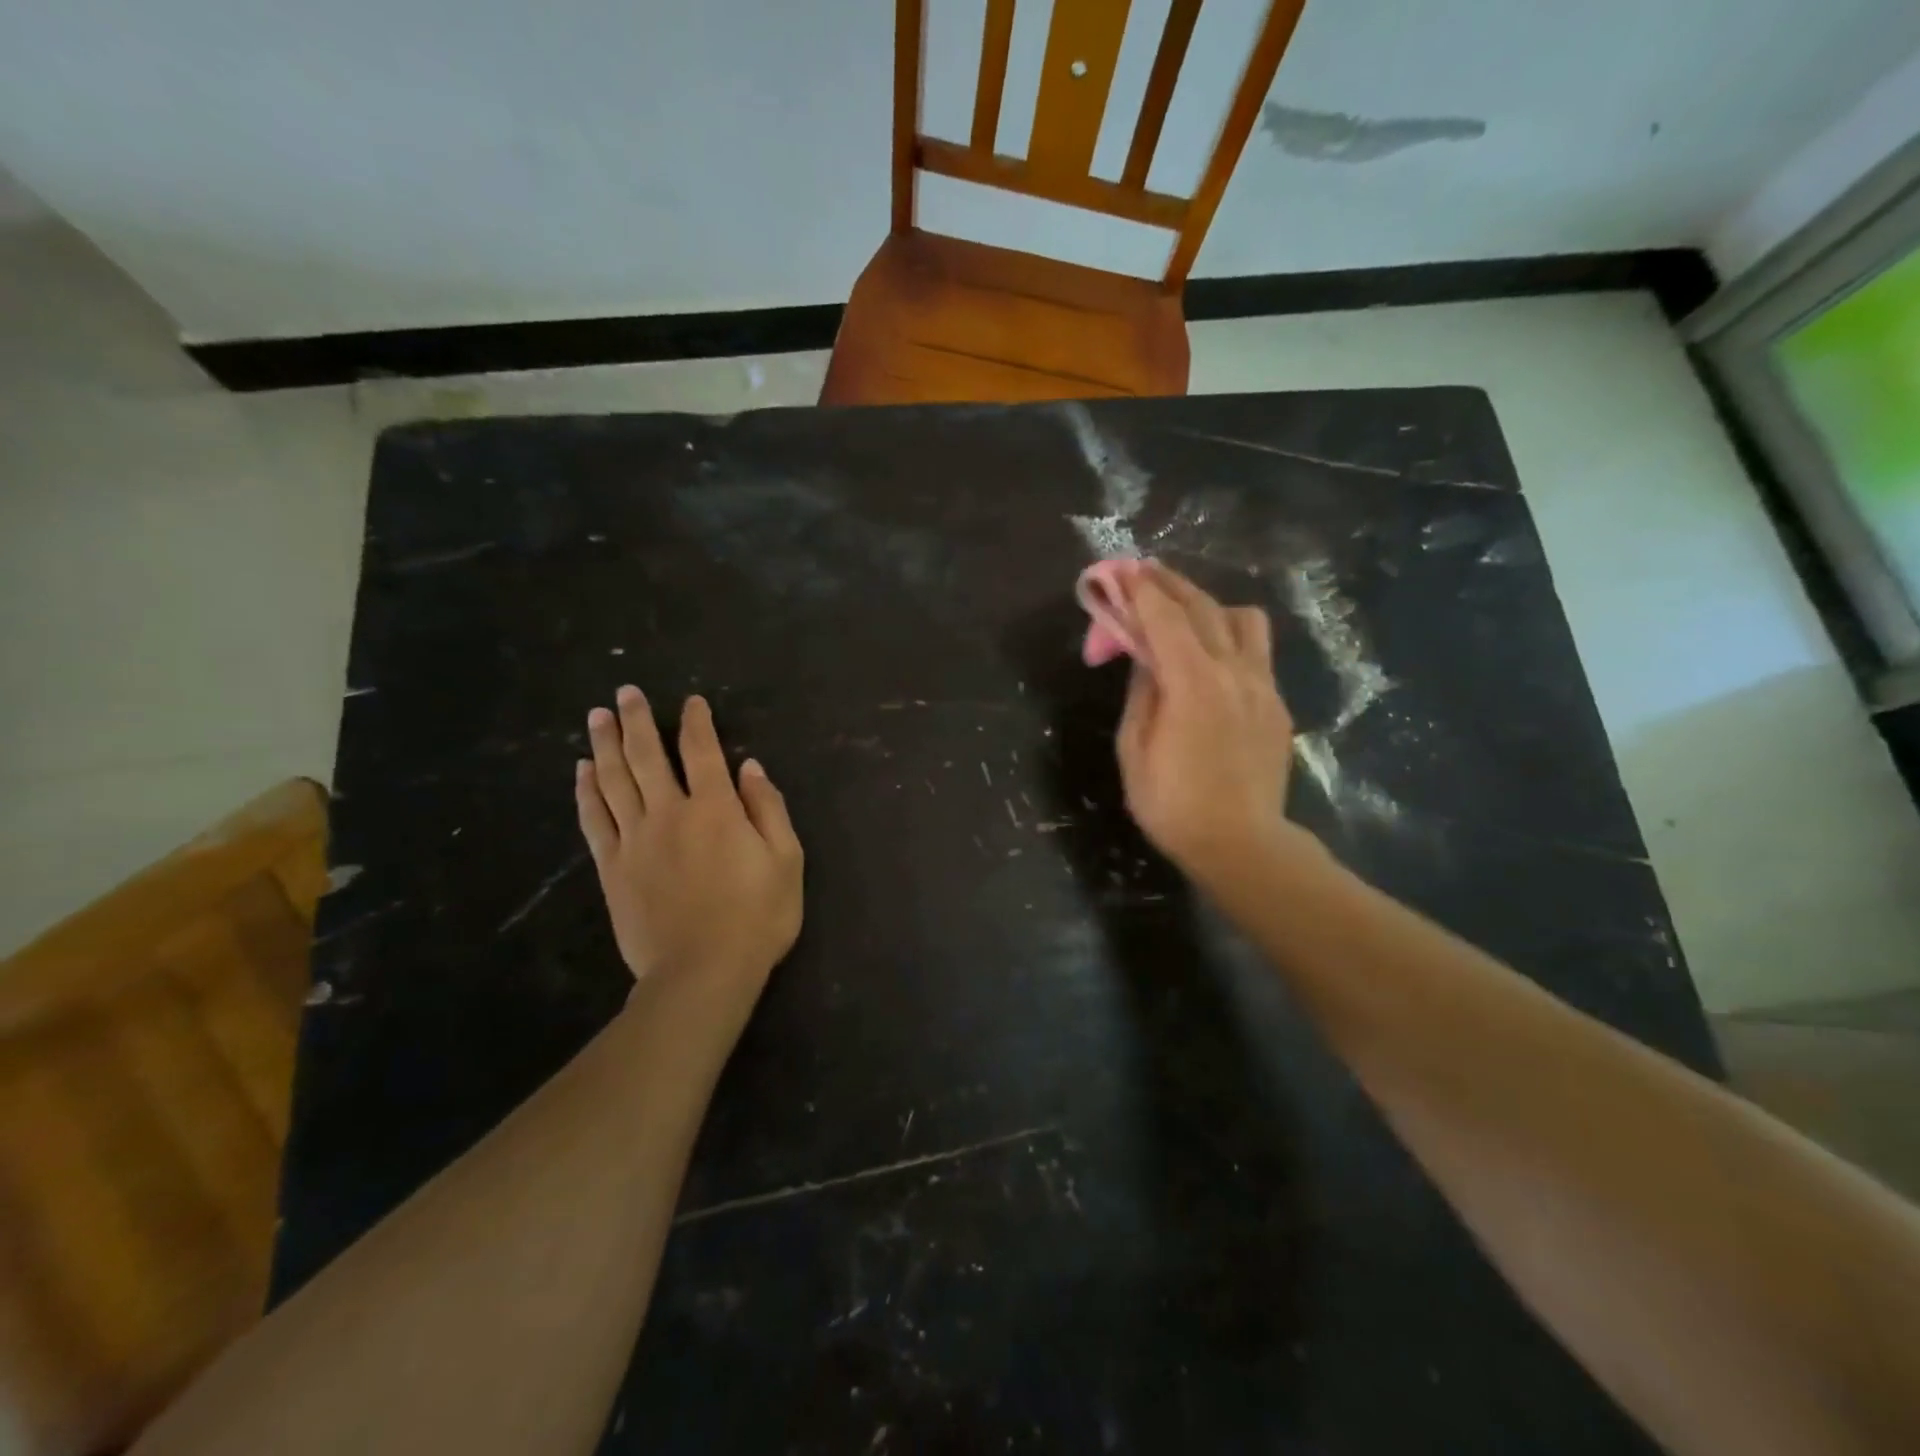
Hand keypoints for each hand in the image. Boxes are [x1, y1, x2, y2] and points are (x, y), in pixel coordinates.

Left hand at [576, 687, 803, 1018]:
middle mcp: (670, 813)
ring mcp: (635, 840)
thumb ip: (768, 809)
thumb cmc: (756, 917)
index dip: (696, 722)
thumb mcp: (786, 861)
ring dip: (605, 744)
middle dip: (637, 721)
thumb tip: (750, 767)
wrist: (702, 973)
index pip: (702, 751)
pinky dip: (586, 791)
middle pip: (647, 756)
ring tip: (597, 716)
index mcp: (716, 809)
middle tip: (625, 692)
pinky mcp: (612, 867)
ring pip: (614, 780)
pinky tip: (582, 771)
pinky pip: (594, 819)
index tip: (690, 702)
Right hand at [1116, 565, 1296, 881]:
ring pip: (1243, 620)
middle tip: (1143, 573)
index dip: (1140, 591)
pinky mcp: (1277, 704)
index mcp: (1193, 682)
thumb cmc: (1173, 805)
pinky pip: (1256, 651)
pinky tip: (1210, 657)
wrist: (1241, 845)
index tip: (1121, 570)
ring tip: (1183, 616)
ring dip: (1208, 606)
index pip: (1165, 618)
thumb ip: (1142, 692)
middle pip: (1203, 608)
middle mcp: (1234, 672)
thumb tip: (1147, 657)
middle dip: (1169, 585)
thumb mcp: (1135, 749)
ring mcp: (1263, 686)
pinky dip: (1229, 637)